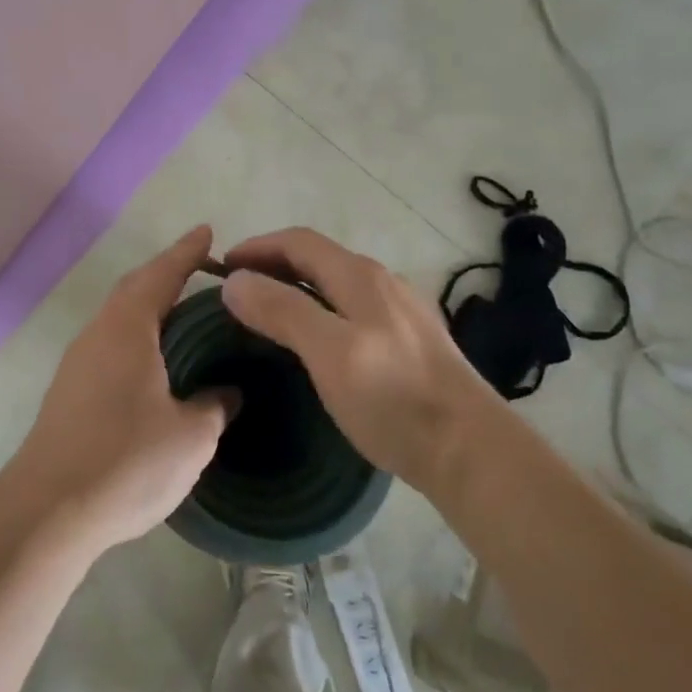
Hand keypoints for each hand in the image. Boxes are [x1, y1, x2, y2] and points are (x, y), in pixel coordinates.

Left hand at [0, 226, 235, 552]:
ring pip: (118, 319)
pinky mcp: (68, 393)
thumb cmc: (127, 461)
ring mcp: (77, 364)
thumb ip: (215, 405)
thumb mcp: (190, 436)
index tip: (208, 232)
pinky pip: (110, 346)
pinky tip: (154, 362)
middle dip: (167, 274)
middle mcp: (97, 335)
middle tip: (201, 270)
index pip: (162, 275)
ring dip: (149, 307)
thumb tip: (228, 391)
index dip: (187, 252)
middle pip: (134, 289)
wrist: (47, 511)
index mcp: (127, 329)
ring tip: (183, 314)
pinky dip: (136, 338)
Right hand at [220, 228, 502, 495]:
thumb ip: (281, 310)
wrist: (470, 450)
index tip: (220, 268)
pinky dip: (320, 310)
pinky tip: (316, 342)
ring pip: (337, 285)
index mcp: (361, 277)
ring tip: (268, 314)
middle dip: (273, 265)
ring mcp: (402, 312)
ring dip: (297, 288)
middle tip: (237, 292)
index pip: (298, 242)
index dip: (257, 247)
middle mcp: (383, 283)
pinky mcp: (411, 342)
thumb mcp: (329, 351)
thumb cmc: (393, 397)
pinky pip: (353, 310)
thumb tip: (235, 281)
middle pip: (318, 258)